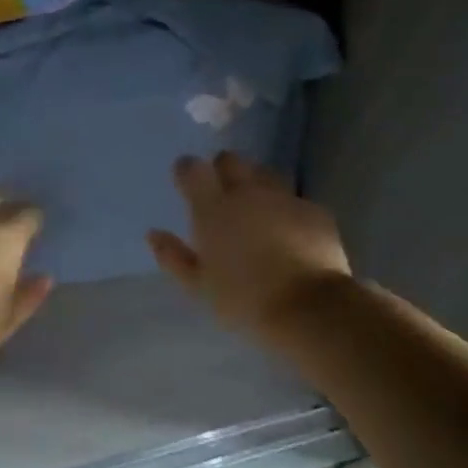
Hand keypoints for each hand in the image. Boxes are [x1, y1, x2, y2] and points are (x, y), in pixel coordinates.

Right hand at [147, 152, 351, 333]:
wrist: (309, 308)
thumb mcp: (199, 286)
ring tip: (257, 209)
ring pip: (264, 173)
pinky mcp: (314, 210)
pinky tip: (289, 230)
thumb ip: (173, 256)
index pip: (192, 168)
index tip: (186, 183)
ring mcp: (283, 197)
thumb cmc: (244, 300)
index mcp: (213, 208)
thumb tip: (153, 234)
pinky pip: (294, 198)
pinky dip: (286, 208)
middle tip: (222, 194)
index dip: (187, 170)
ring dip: (256, 183)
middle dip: (223, 169)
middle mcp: (247, 192)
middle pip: (230, 159)